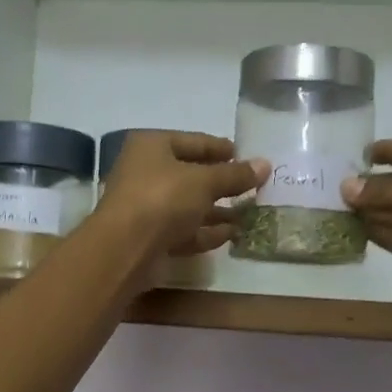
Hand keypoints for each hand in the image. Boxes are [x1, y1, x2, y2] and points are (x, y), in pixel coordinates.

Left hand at [99, 131, 268, 258]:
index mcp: (152, 146)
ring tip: (249, 213)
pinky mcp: (151, 237)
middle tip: (253, 186)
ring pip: (189, 205)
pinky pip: (185, 230)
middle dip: (222, 183)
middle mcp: (146, 173)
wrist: (126, 249)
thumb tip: (265, 164)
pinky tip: (233, 234)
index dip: (221, 149)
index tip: (246, 156)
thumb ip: (235, 175)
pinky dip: (207, 231)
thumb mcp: (204, 181)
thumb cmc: (163, 199)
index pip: (193, 141)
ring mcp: (147, 207)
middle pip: (191, 175)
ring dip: (218, 210)